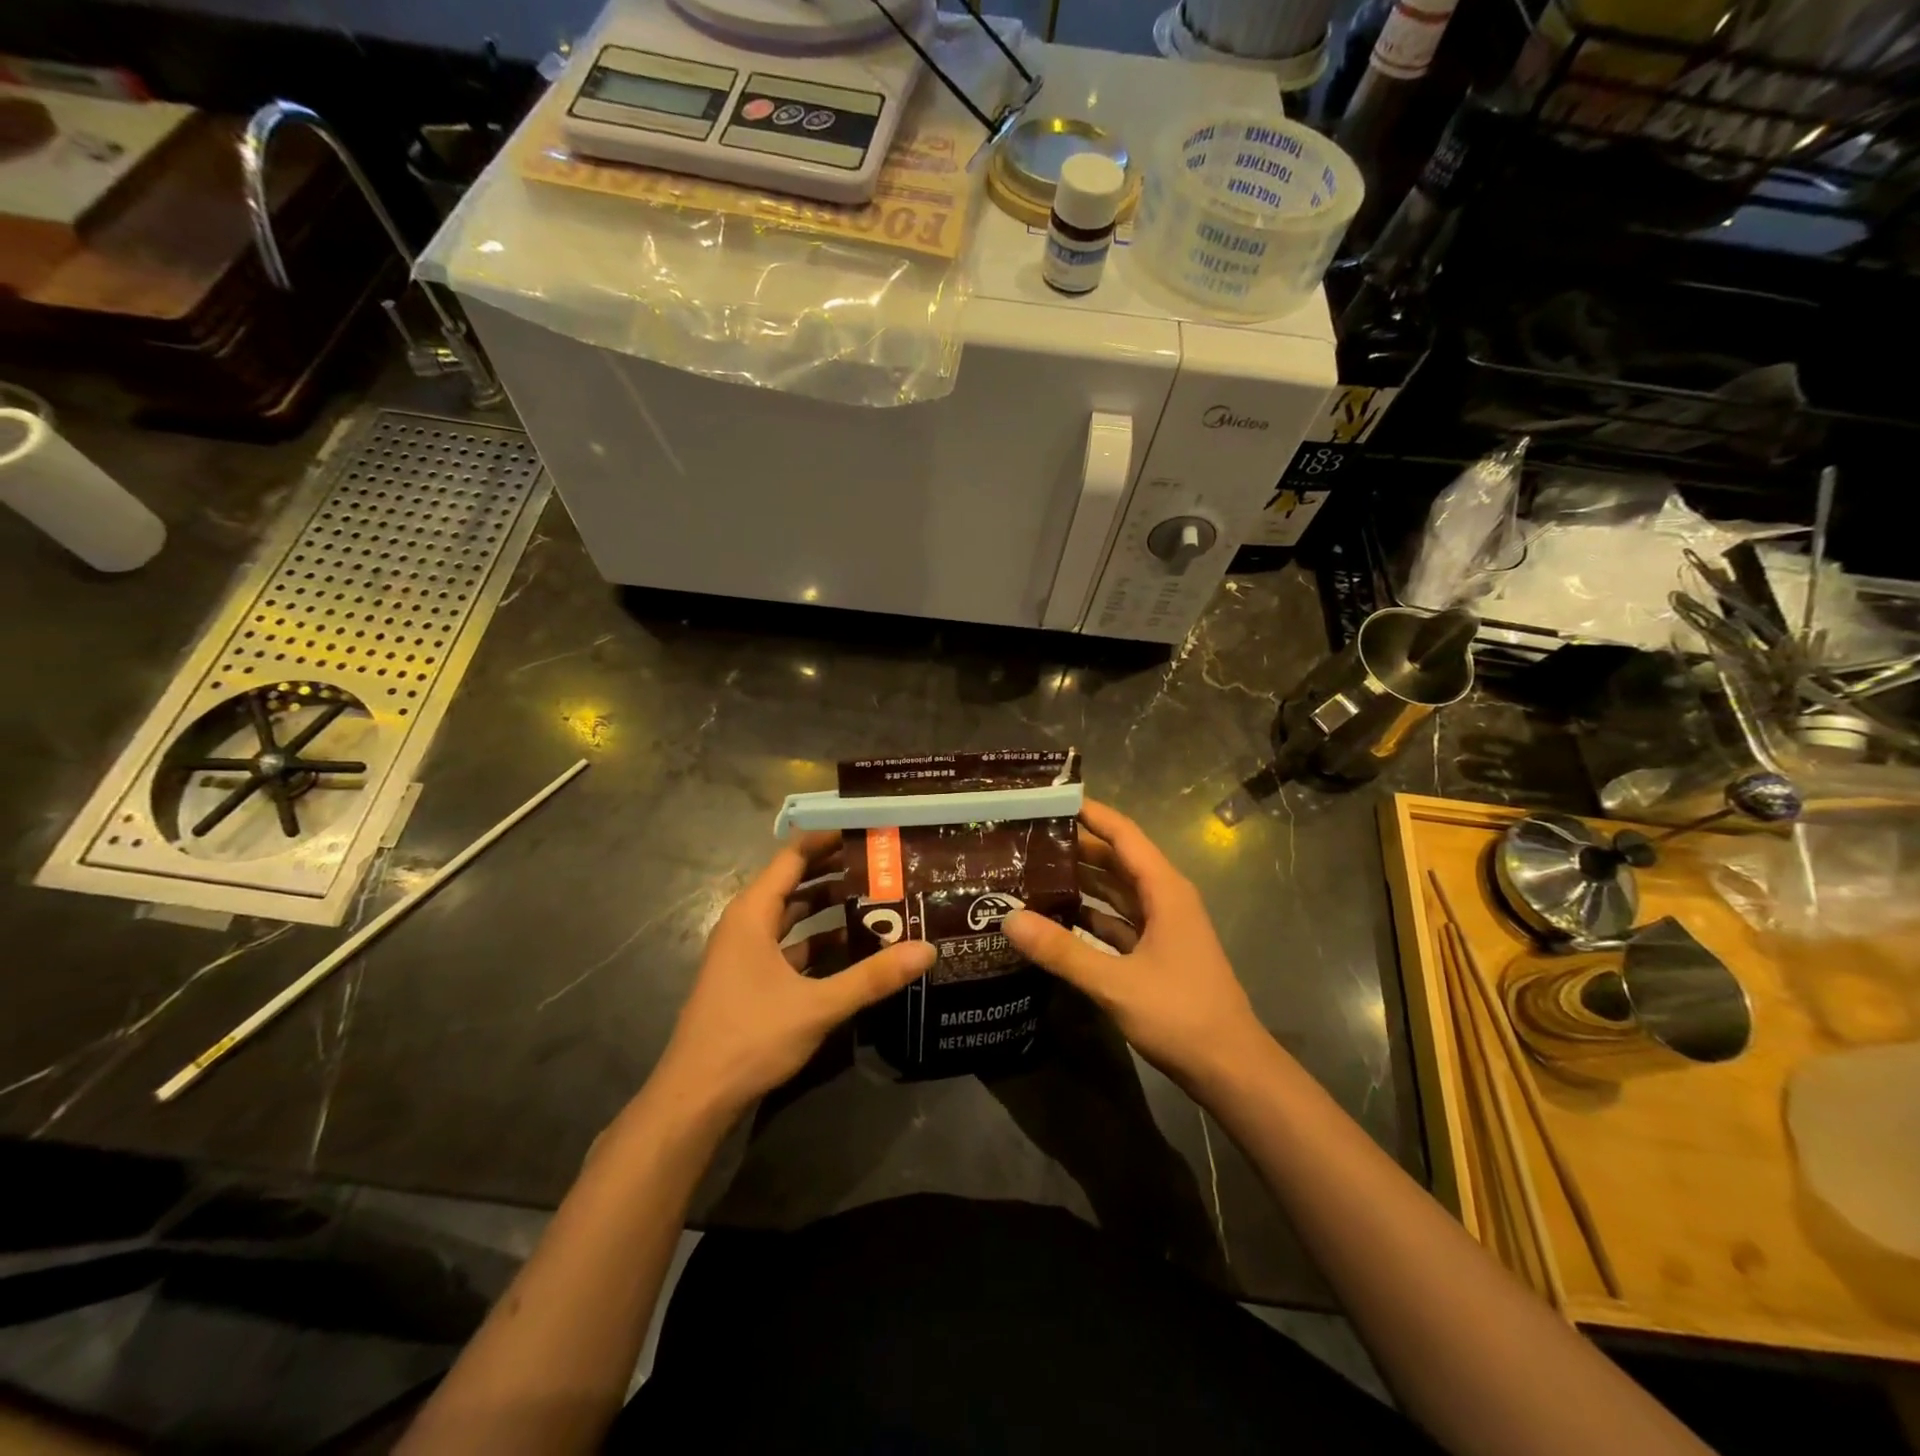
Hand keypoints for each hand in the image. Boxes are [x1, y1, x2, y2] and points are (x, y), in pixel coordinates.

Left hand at [652, 831, 935, 1118]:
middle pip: (793, 882)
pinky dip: (817, 940)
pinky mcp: (750, 979)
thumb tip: (927, 949)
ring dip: (827, 906)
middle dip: (834, 870)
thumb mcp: (817, 1005)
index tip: (867, 829)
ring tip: (874, 896)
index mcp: (752, 914)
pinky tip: (851, 946)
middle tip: (881, 861)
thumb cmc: (750, 1036)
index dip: (827, 839)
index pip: (793, 857)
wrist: (695, 1097)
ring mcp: (745, 953)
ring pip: (791, 916)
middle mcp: (746, 924)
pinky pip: (789, 945)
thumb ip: (873, 977)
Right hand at [1003, 799, 1268, 1091]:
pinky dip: (1090, 915)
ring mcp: (1163, 926)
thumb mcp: (1115, 982)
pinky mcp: (1156, 952)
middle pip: (1117, 860)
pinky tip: (1057, 917)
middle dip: (1077, 846)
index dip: (1091, 813)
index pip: (1124, 834)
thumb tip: (1009, 918)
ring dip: (1081, 880)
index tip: (1051, 799)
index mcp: (1164, 889)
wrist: (1231, 1069)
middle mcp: (1165, 898)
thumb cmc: (1180, 1014)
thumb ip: (1062, 951)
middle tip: (1028, 837)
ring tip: (1034, 871)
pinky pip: (1118, 921)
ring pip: (1116, 891)